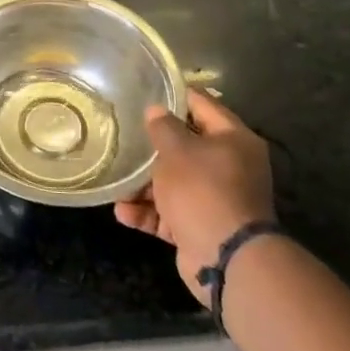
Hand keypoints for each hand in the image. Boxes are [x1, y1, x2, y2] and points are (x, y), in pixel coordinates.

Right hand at [114, 90, 274, 307]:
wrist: (226, 260)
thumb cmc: (203, 191)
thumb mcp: (177, 151)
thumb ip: (163, 127)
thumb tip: (156, 110)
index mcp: (233, 140)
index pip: (202, 105)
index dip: (173, 96)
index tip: (144, 90)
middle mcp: (229, 166)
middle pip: (185, 146)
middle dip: (151, 146)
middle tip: (121, 135)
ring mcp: (215, 199)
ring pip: (173, 182)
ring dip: (143, 185)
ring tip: (116, 183)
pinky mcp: (201, 226)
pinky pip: (170, 212)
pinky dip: (148, 212)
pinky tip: (123, 212)